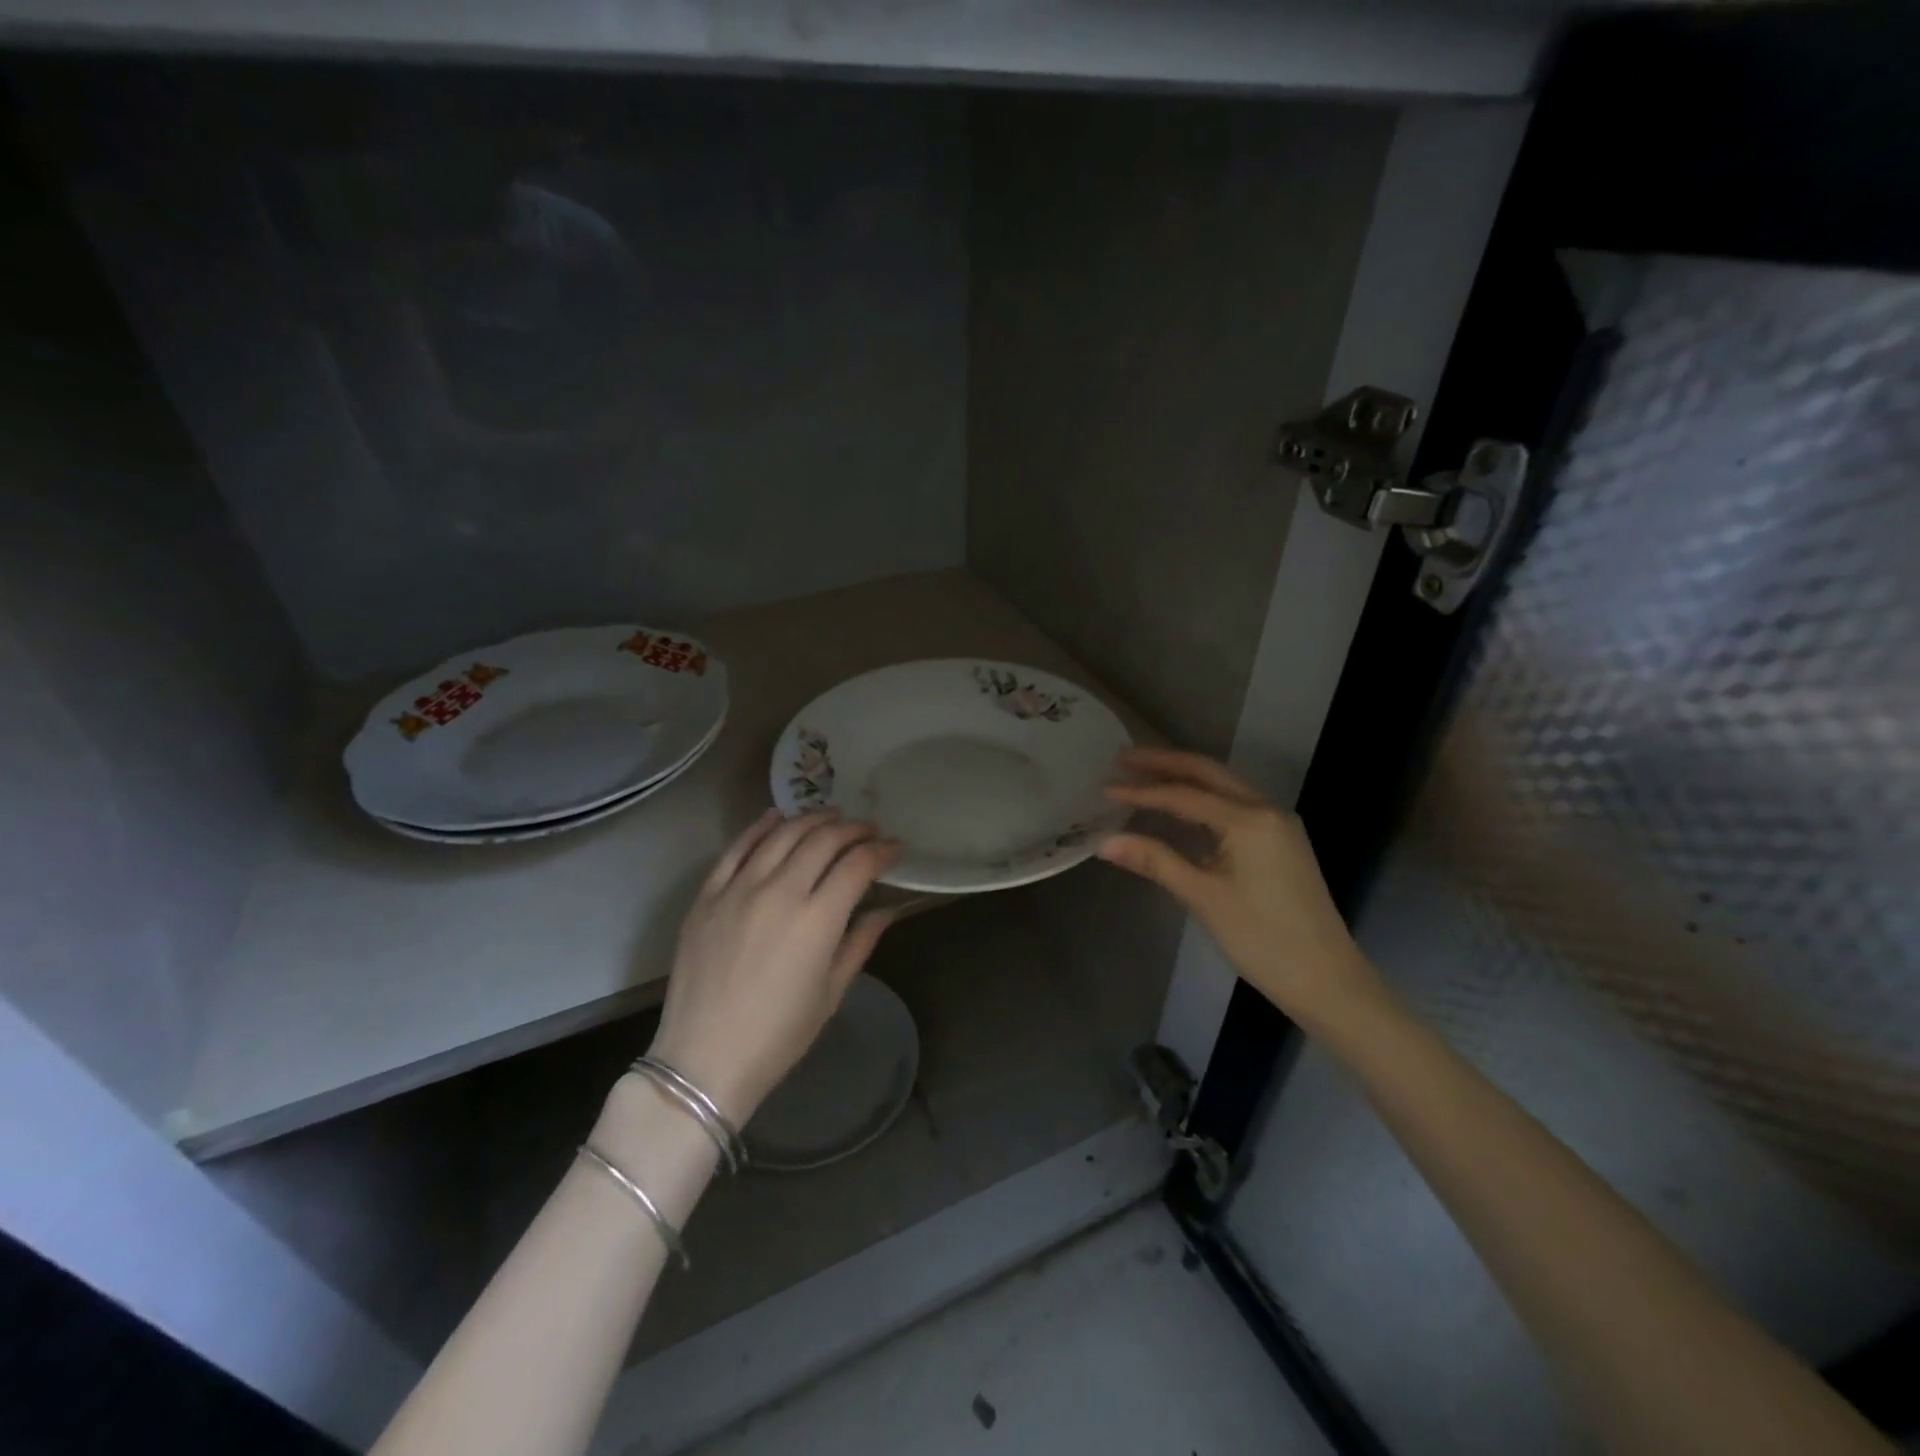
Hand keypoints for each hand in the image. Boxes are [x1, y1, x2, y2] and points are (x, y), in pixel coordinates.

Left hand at [647, 808, 901, 1124]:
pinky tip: (777, 816)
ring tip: (832, 817)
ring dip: (813, 820)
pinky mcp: (708, 895)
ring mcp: (739, 889)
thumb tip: (885, 909)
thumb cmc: (778, 1036)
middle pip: (823, 840)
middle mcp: (780, 891)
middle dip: (853, 830)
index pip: (858, 865)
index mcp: (817, 919)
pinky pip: (736, 848)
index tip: (895, 848)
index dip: (882, 851)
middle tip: (868, 830)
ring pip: (782, 834)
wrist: (704, 1059)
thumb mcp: (831, 993)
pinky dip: (759, 827)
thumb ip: (860, 942)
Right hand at [1099, 747, 1379, 1030]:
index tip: (1105, 788)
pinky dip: (1202, 802)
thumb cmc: (1262, 938)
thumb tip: (1103, 841)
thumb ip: (1154, 861)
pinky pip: (1234, 808)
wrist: (1327, 980)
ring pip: (1223, 788)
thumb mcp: (1203, 897)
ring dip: (1184, 779)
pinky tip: (1179, 811)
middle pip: (1208, 773)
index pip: (1184, 795)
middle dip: (1164, 763)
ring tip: (1143, 776)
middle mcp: (1266, 810)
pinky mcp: (1280, 843)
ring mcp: (1278, 826)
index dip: (1141, 791)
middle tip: (1122, 759)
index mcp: (1249, 819)